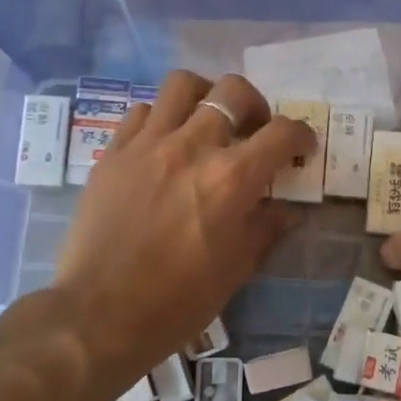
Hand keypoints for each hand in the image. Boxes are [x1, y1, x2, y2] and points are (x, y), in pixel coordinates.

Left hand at [0, 71, 313, 400]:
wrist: (99, 315)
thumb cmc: (178, 301)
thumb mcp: (237, 269)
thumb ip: (265, 229)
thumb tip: (285, 210)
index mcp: (231, 178)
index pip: (281, 133)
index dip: (301, 134)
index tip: (302, 147)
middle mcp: (192, 147)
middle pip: (232, 91)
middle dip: (255, 105)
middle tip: (254, 130)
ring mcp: (147, 145)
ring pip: (182, 85)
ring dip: (205, 97)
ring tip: (206, 122)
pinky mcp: (113, 153)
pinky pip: (142, 112)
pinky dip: (161, 119)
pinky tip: (164, 144)